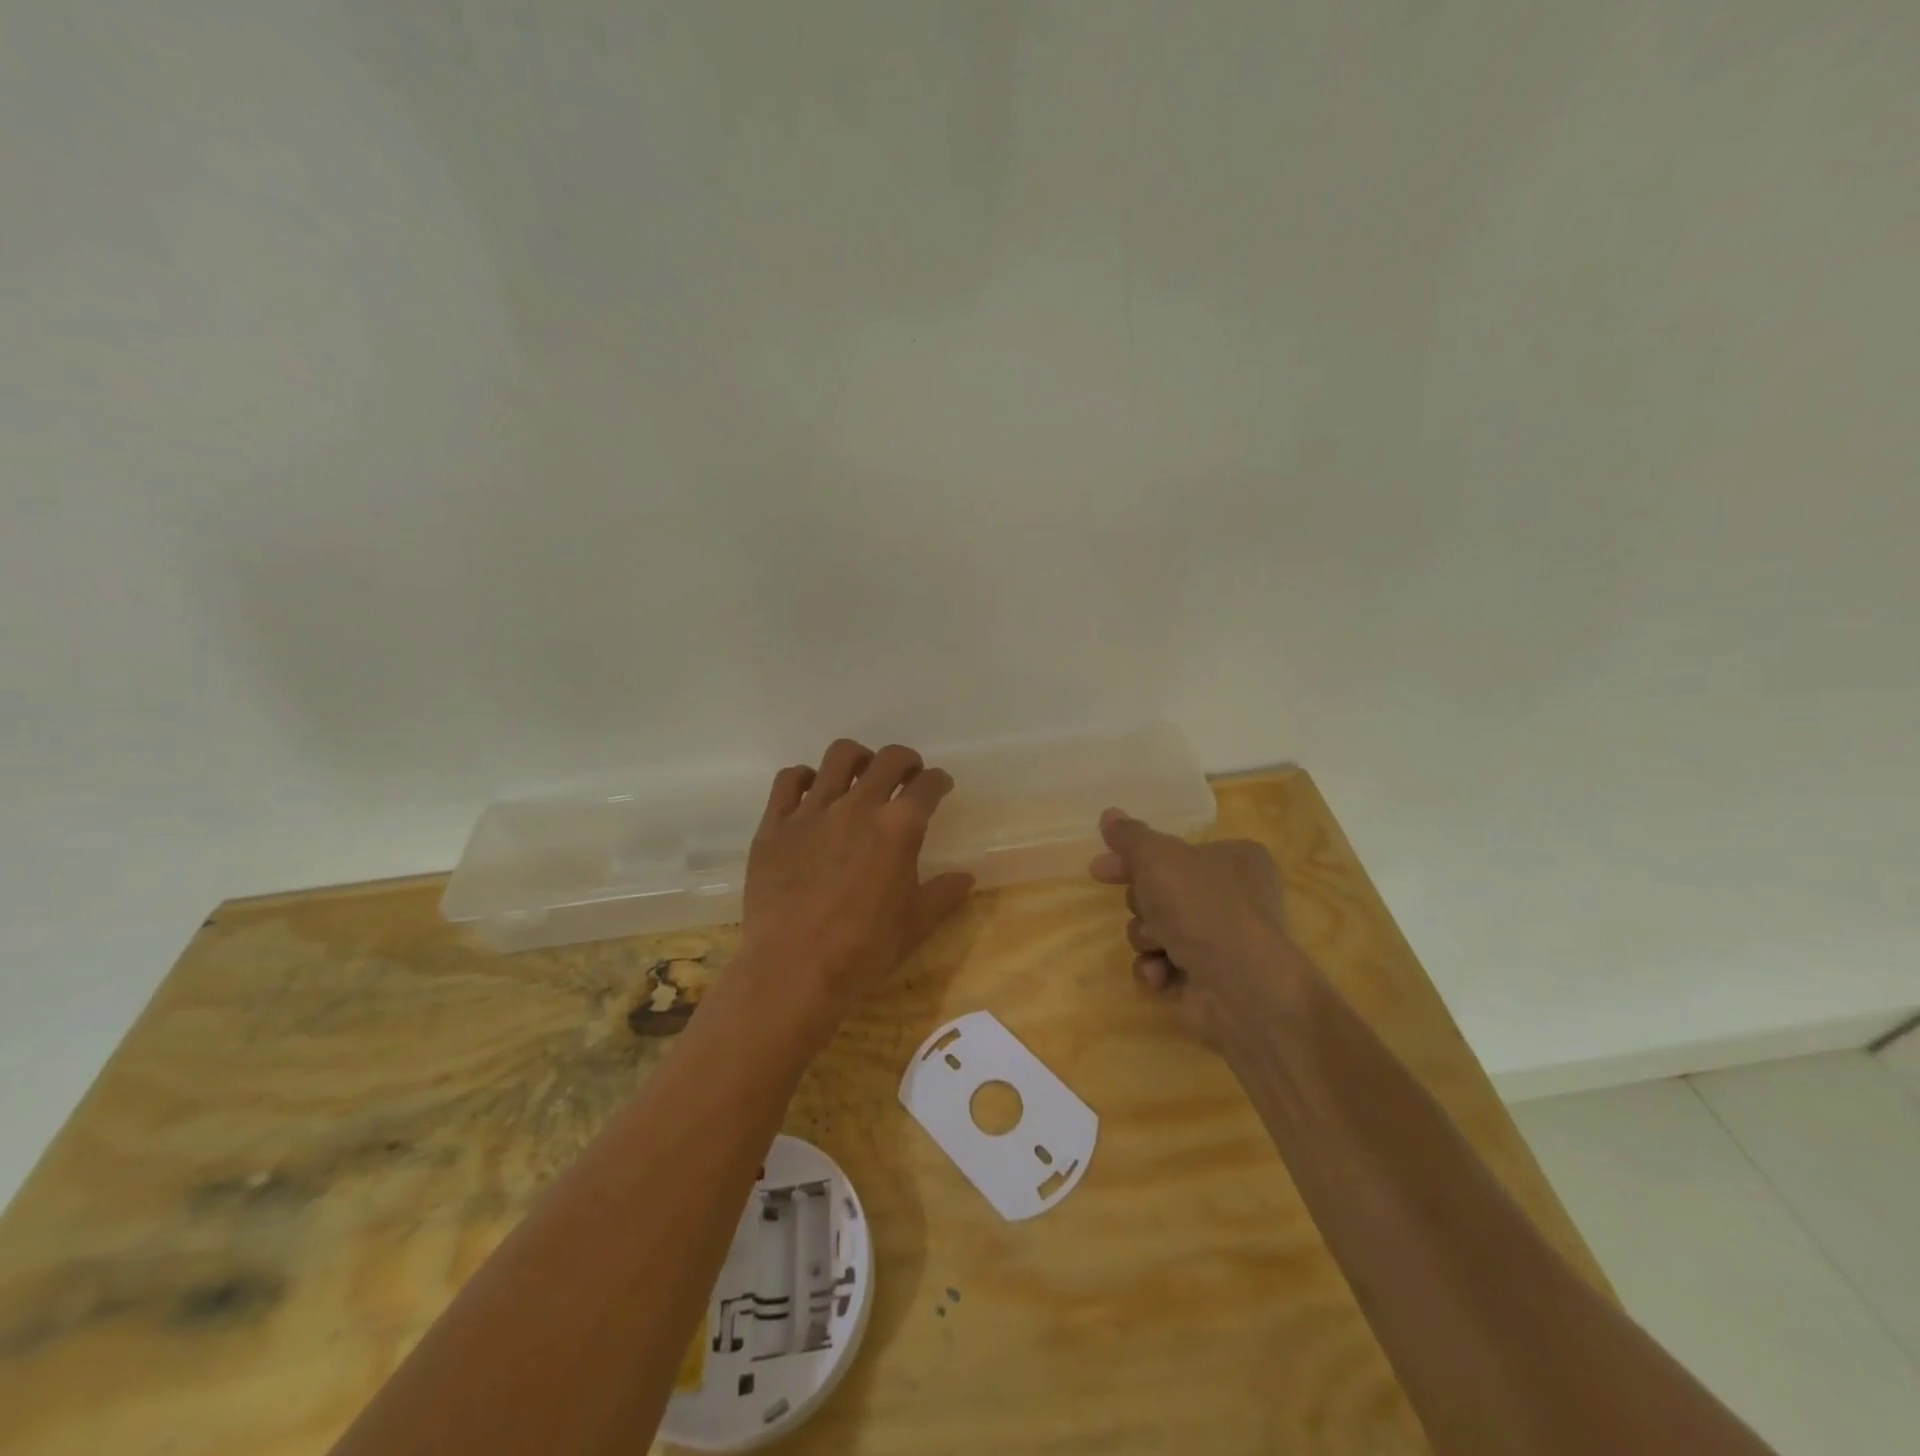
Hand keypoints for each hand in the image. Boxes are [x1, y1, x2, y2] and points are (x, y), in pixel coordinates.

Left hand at [732, 740, 973, 1054]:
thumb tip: (966, 876)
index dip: (939, 781)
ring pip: (838, 757)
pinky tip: (811, 793)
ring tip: (860, 775)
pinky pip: (788, 780)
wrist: (793, 971)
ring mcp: (812, 811)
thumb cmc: (863, 951)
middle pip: (888, 759)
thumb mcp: (915, 925)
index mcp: (898, 827)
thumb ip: (944, 894)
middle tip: (907, 775)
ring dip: (858, 759)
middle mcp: (857, 806)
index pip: (928, 786)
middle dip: (906, 761)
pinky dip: (804, 778)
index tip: (939, 786)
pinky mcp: (775, 825)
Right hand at [1089, 808, 1306, 1041]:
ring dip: (1147, 938)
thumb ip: (1130, 836)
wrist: (1241, 986)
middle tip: (1144, 910)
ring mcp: (1223, 941)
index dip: (1132, 859)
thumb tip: (1108, 815)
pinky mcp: (1211, 979)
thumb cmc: (1201, 906)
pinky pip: (1167, 965)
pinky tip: (1161, 973)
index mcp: (1234, 858)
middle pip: (1161, 892)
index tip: (1099, 870)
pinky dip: (1158, 968)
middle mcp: (1233, 896)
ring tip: (1158, 946)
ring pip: (1158, 929)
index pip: (1173, 851)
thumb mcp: (1157, 857)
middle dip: (1143, 906)